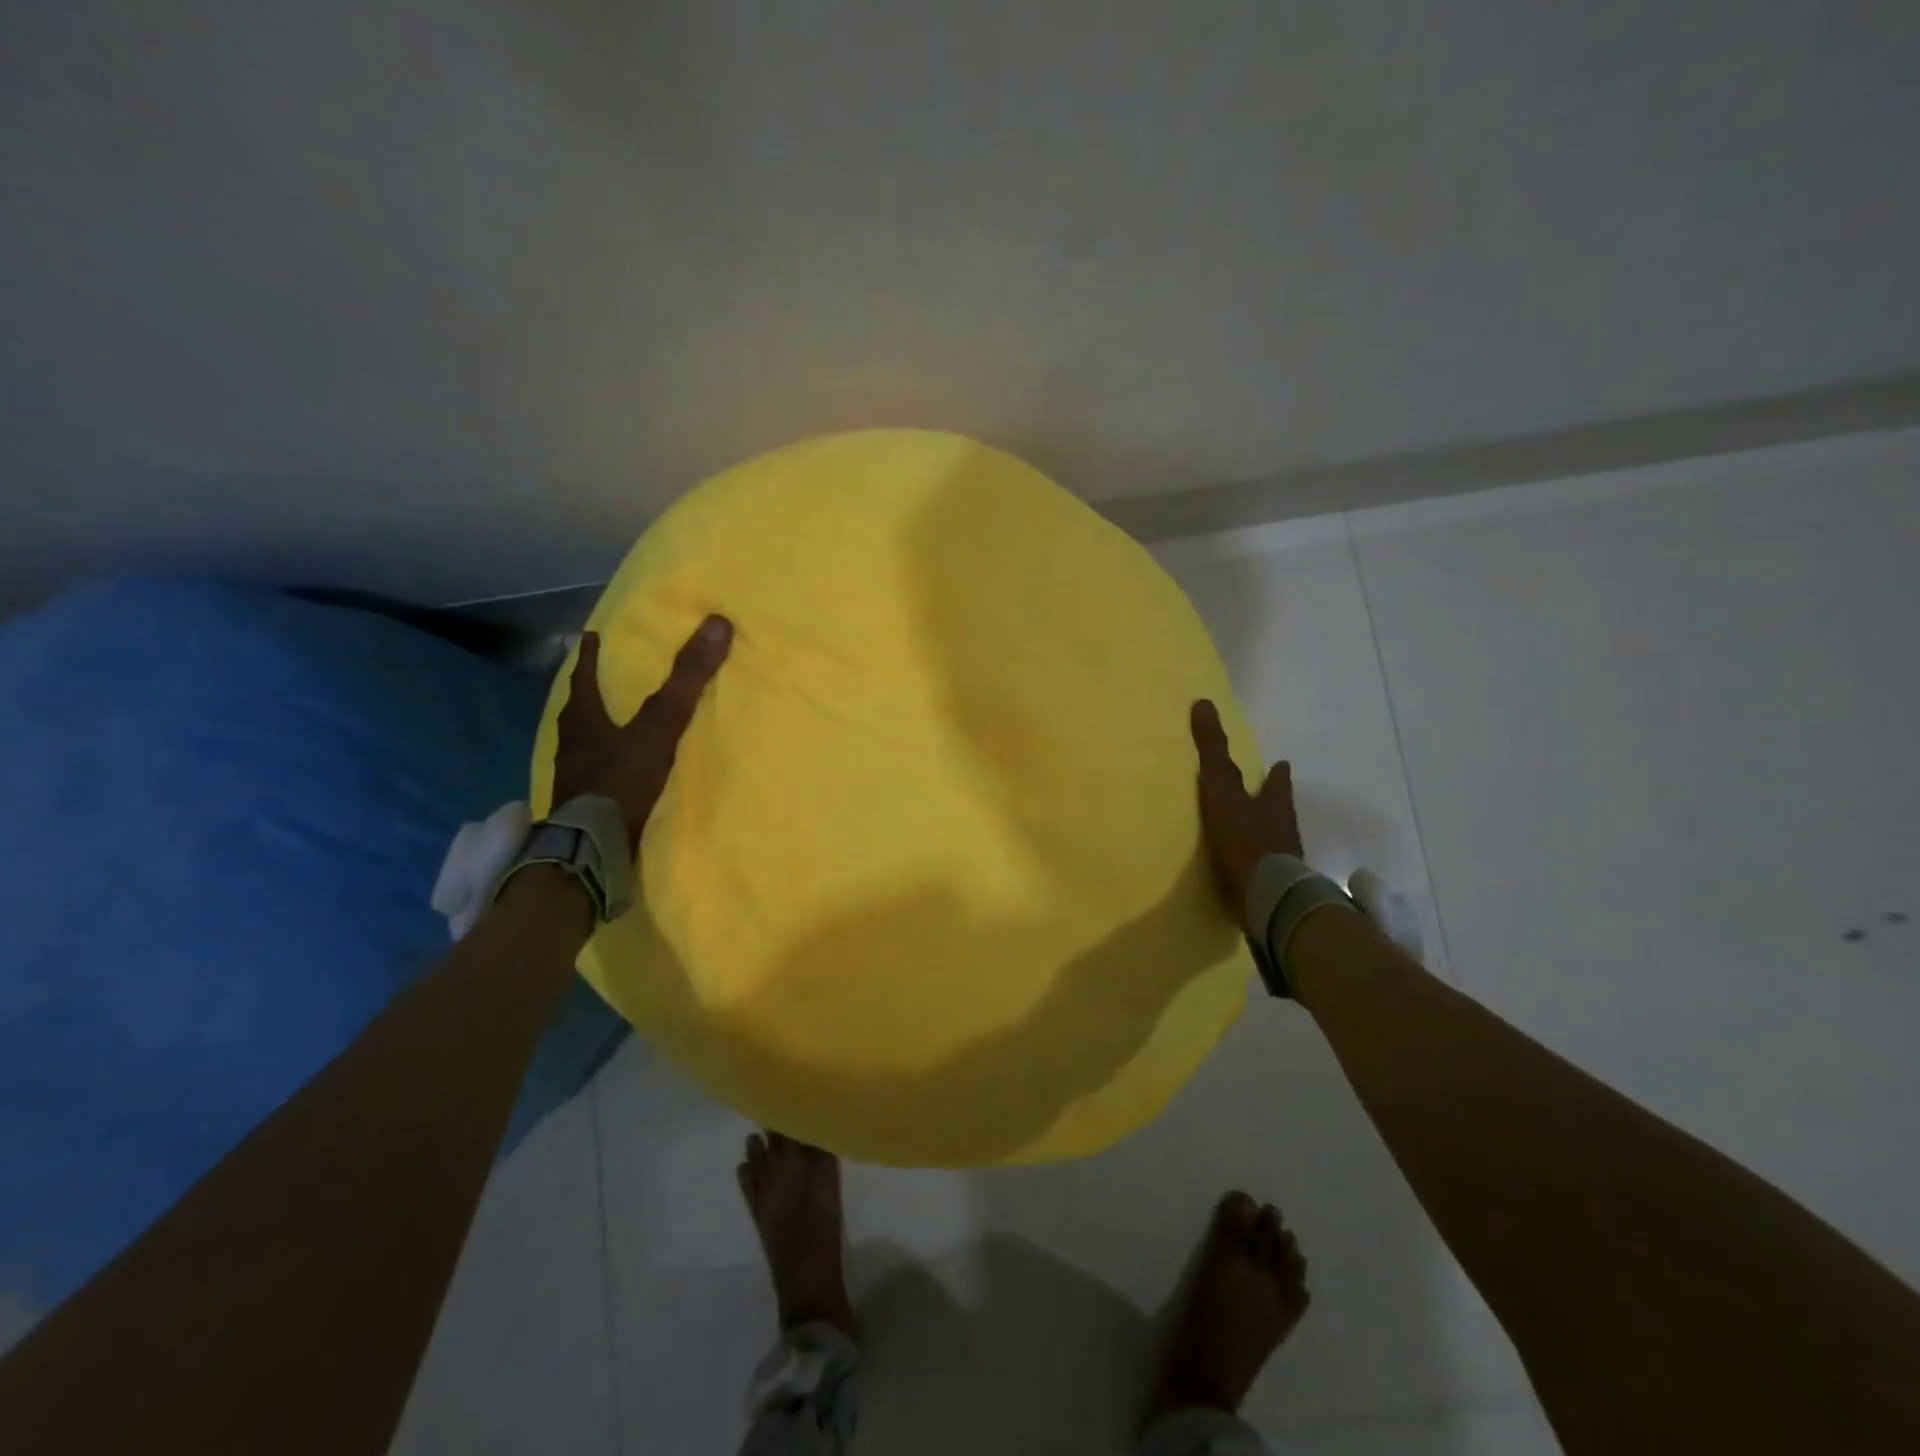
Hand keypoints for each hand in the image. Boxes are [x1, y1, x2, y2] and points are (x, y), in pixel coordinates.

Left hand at [552, 617, 732, 848]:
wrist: (594, 845)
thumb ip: (686, 680)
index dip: (589, 656)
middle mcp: (571, 743)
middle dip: (589, 693)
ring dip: (594, 728)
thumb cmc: (622, 779)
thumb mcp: (659, 726)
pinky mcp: (580, 803)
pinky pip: (591, 771)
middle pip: (577, 709)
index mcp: (583, 719)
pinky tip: (615, 769)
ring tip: (610, 723)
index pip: (583, 677)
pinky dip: (602, 762)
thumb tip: (717, 624)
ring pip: (581, 741)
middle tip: (600, 679)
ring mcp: (572, 775)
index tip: (590, 637)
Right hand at [1191, 699, 1303, 924]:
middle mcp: (1284, 828)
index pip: (1277, 781)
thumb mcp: (1222, 788)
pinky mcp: (1277, 888)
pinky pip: (1268, 869)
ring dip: (1268, 833)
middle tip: (1266, 798)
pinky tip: (1249, 870)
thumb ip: (1213, 751)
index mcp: (1274, 802)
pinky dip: (1260, 864)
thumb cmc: (1243, 837)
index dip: (1277, 773)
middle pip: (1281, 810)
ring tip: (1254, 833)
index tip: (1281, 763)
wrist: (1267, 896)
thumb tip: (1203, 702)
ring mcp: (1285, 860)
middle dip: (1274, 802)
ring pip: (1277, 839)